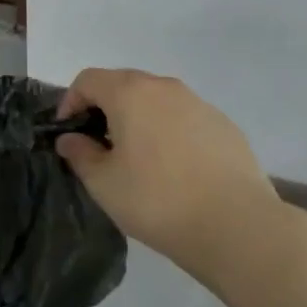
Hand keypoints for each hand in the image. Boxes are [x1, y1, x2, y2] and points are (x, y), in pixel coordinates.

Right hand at [55, 68, 297, 283]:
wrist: (238, 226)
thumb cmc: (158, 201)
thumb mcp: (104, 184)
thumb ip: (80, 154)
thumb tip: (70, 139)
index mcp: (130, 93)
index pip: (88, 80)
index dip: (70, 101)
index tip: (68, 132)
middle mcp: (164, 87)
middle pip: (123, 84)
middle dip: (104, 107)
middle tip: (98, 143)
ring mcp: (199, 103)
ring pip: (156, 100)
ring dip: (139, 118)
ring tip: (137, 156)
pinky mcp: (224, 125)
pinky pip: (184, 118)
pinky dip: (170, 131)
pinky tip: (175, 168)